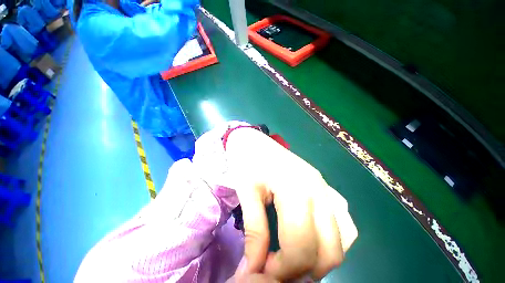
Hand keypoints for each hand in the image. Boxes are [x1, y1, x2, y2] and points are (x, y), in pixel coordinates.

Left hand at [224, 127, 357, 280]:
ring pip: (341, 240)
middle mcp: (319, 190)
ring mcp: (325, 186)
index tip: (261, 272)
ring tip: (294, 260)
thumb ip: (255, 233)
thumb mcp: (247, 194)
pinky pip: (341, 223)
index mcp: (297, 189)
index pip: (300, 247)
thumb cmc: (246, 162)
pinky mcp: (323, 185)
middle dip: (303, 271)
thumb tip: (253, 271)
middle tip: (277, 270)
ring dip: (320, 259)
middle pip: (328, 250)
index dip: (282, 271)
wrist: (253, 140)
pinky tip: (309, 240)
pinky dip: (328, 241)